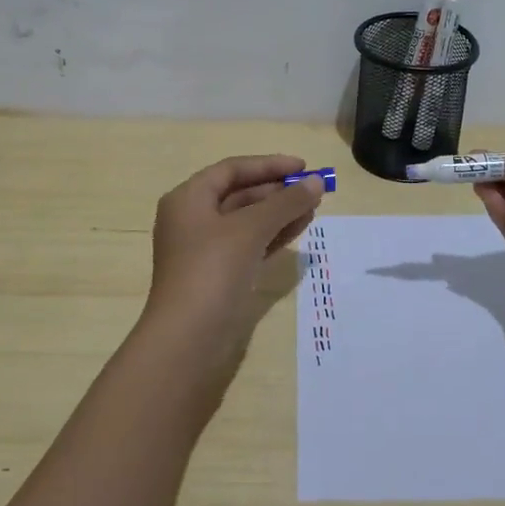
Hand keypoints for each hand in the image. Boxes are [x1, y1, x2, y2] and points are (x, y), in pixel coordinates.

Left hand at [141, 155, 325, 386]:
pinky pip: (249, 245)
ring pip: (247, 221)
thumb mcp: (251, 229)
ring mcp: (204, 251)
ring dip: (279, 213)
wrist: (187, 340)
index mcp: (188, 199)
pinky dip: (272, 235)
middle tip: (314, 191)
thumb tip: (317, 182)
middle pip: (239, 194)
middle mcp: (192, 220)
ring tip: (314, 209)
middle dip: (277, 191)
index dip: (268, 165)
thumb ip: (285, 202)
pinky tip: (299, 230)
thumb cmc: (212, 271)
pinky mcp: (218, 276)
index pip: (231, 170)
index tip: (303, 167)